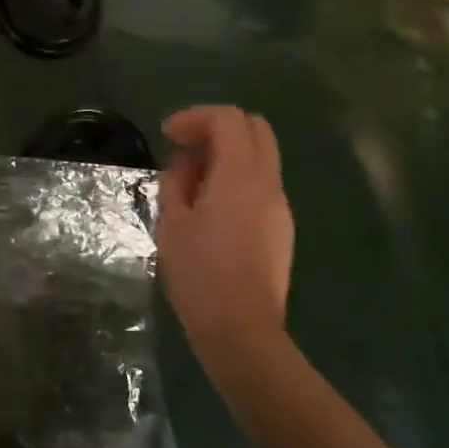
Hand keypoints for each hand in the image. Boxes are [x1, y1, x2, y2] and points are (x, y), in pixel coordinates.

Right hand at [158, 105, 295, 373]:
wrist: (241, 329)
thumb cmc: (199, 272)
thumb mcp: (172, 221)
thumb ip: (177, 181)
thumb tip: (186, 165)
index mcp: (241, 175)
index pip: (228, 118)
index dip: (195, 117)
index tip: (167, 134)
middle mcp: (268, 183)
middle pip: (255, 128)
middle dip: (217, 128)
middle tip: (185, 149)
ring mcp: (280, 206)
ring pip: (260, 156)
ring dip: (226, 154)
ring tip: (191, 182)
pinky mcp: (281, 228)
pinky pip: (260, 184)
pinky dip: (236, 178)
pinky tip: (209, 207)